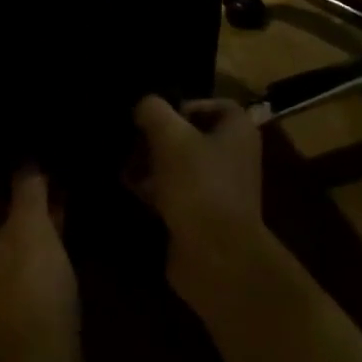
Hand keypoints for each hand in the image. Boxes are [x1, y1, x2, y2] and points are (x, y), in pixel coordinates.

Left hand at [0, 167, 80, 361]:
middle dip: (1, 199)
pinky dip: (11, 256)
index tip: (7, 168)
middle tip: (35, 187)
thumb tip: (26, 160)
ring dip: (11, 227)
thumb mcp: (33, 229)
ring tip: (51, 210)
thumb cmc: (25, 292)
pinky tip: (49, 246)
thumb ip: (27, 187)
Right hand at [129, 96, 271, 308]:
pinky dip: (155, 189)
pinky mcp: (202, 216)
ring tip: (124, 164)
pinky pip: (176, 193)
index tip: (154, 116)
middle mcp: (233, 156)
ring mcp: (219, 188)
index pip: (211, 104)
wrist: (216, 257)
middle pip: (190, 135)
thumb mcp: (170, 136)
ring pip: (180, 165)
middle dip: (158, 137)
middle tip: (131, 141)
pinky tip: (131, 189)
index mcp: (237, 131)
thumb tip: (144, 106)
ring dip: (152, 163)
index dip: (182, 105)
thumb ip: (153, 111)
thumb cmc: (198, 184)